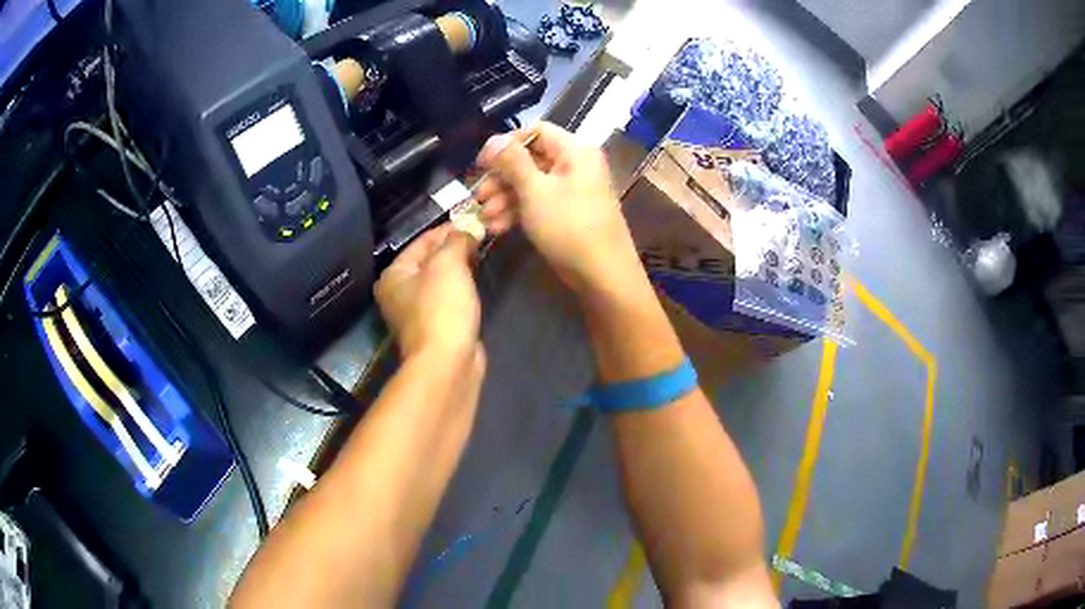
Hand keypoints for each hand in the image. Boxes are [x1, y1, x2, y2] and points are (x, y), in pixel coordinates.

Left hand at [375, 224, 481, 360]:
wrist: (448, 362)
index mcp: (394, 274)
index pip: (422, 241)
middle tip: (481, 236)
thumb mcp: (448, 264)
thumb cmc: (441, 307)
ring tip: (482, 254)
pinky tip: (476, 282)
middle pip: (429, 259)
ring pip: (440, 279)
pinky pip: (448, 297)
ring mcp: (416, 312)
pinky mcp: (435, 327)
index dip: (448, 228)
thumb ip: (457, 240)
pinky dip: (461, 287)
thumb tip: (468, 229)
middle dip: (455, 247)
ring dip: (460, 267)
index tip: (474, 220)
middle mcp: (399, 292)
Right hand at [474, 122, 635, 293]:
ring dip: (505, 199)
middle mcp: (575, 165)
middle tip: (478, 197)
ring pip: (531, 184)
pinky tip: (497, 228)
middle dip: (501, 178)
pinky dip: (519, 212)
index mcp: (574, 151)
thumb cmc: (569, 226)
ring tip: (484, 218)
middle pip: (530, 160)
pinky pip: (539, 203)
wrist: (603, 275)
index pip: (535, 131)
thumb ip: (512, 162)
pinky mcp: (567, 213)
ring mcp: (572, 190)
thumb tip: (493, 139)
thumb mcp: (535, 191)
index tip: (481, 163)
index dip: (506, 144)